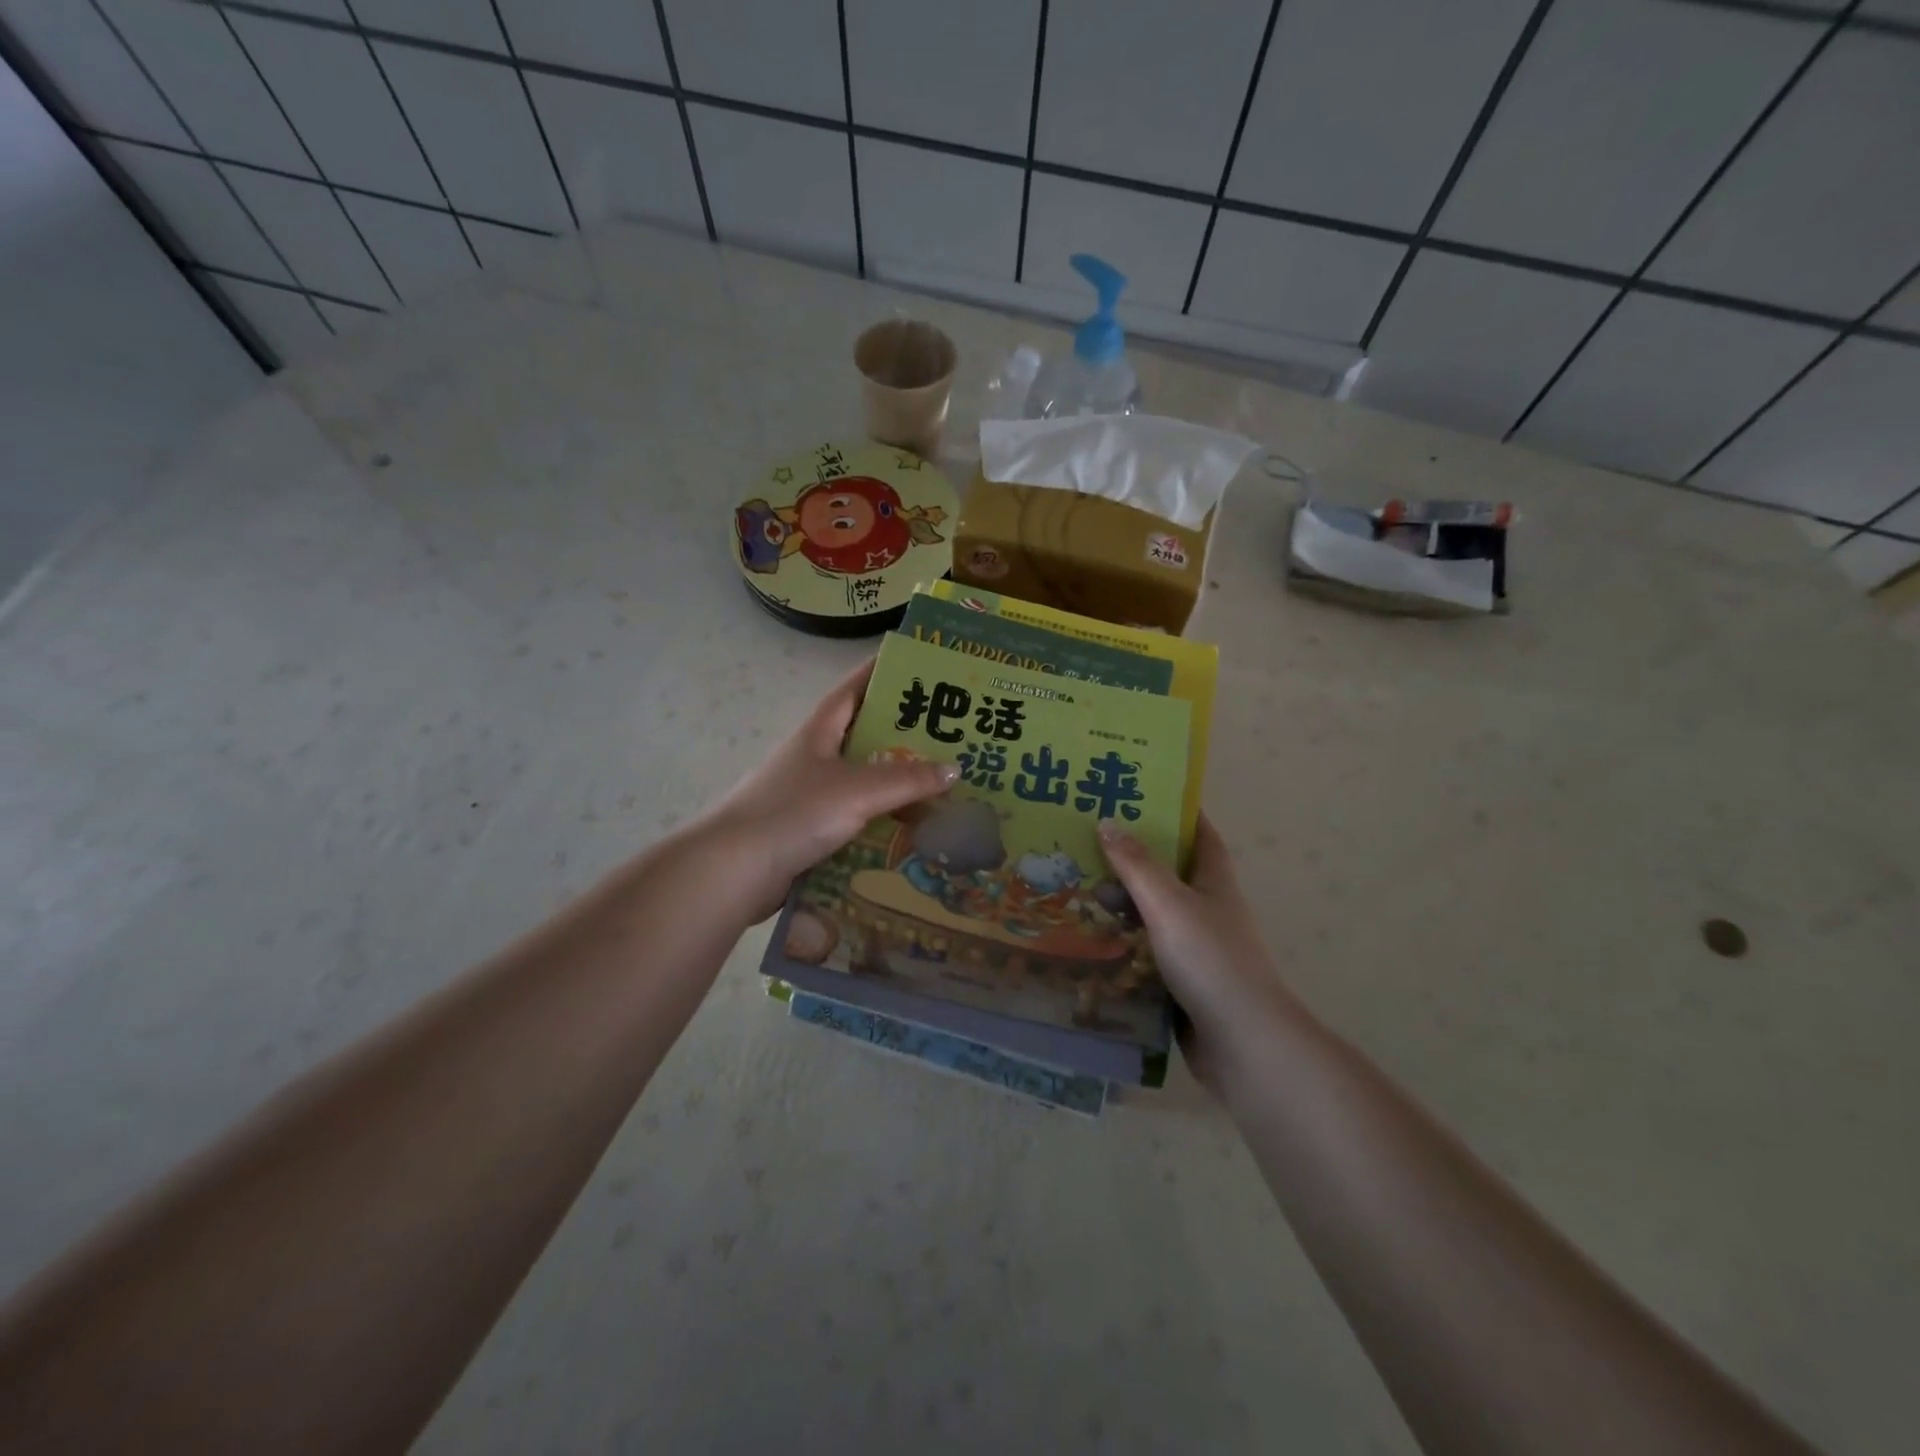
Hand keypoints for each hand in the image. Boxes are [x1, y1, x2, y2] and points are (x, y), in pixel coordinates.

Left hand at [697, 658, 958, 922]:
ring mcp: (810, 797)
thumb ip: (906, 779)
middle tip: (950, 736)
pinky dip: (882, 824)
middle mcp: (814, 759)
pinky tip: (912, 834)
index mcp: (818, 732)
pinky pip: (856, 821)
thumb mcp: (856, 789)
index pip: (853, 689)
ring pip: (864, 784)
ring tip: (943, 788)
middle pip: (864, 738)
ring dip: (897, 787)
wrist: (735, 871)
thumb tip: (955, 769)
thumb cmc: (793, 813)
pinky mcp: (810, 833)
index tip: (915, 665)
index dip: (881, 673)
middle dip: (903, 737)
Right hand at [1098, 814, 1296, 1091]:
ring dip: (1122, 903)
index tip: (1139, 794)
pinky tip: (1089, 941)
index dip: (1176, 812)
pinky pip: (1146, 952)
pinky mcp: (1182, 983)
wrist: (1245, 1045)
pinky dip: (1122, 944)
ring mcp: (1197, 949)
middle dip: (1133, 858)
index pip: (1200, 834)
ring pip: (1154, 915)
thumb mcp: (1170, 904)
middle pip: (1169, 873)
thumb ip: (1137, 865)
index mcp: (1215, 882)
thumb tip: (1107, 821)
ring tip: (1075, 888)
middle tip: (1085, 842)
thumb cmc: (1211, 961)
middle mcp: (1208, 910)